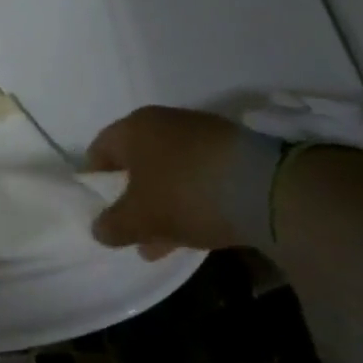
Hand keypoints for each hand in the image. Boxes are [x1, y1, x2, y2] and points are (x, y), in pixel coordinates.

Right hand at [87, 106, 253, 259]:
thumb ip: (114, 225)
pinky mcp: (234, 149)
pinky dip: (194, 197)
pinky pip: (200, 174)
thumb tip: (98, 230)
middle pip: (138, 161)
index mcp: (132, 127)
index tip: (100, 208)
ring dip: (165, 201)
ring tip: (169, 241)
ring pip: (171, 170)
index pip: (100, 150)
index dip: (96, 180)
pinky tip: (201, 226)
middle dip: (135, 196)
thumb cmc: (184, 194)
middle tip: (135, 229)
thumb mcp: (141, 219)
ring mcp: (201, 133)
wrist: (267, 187)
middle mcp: (163, 121)